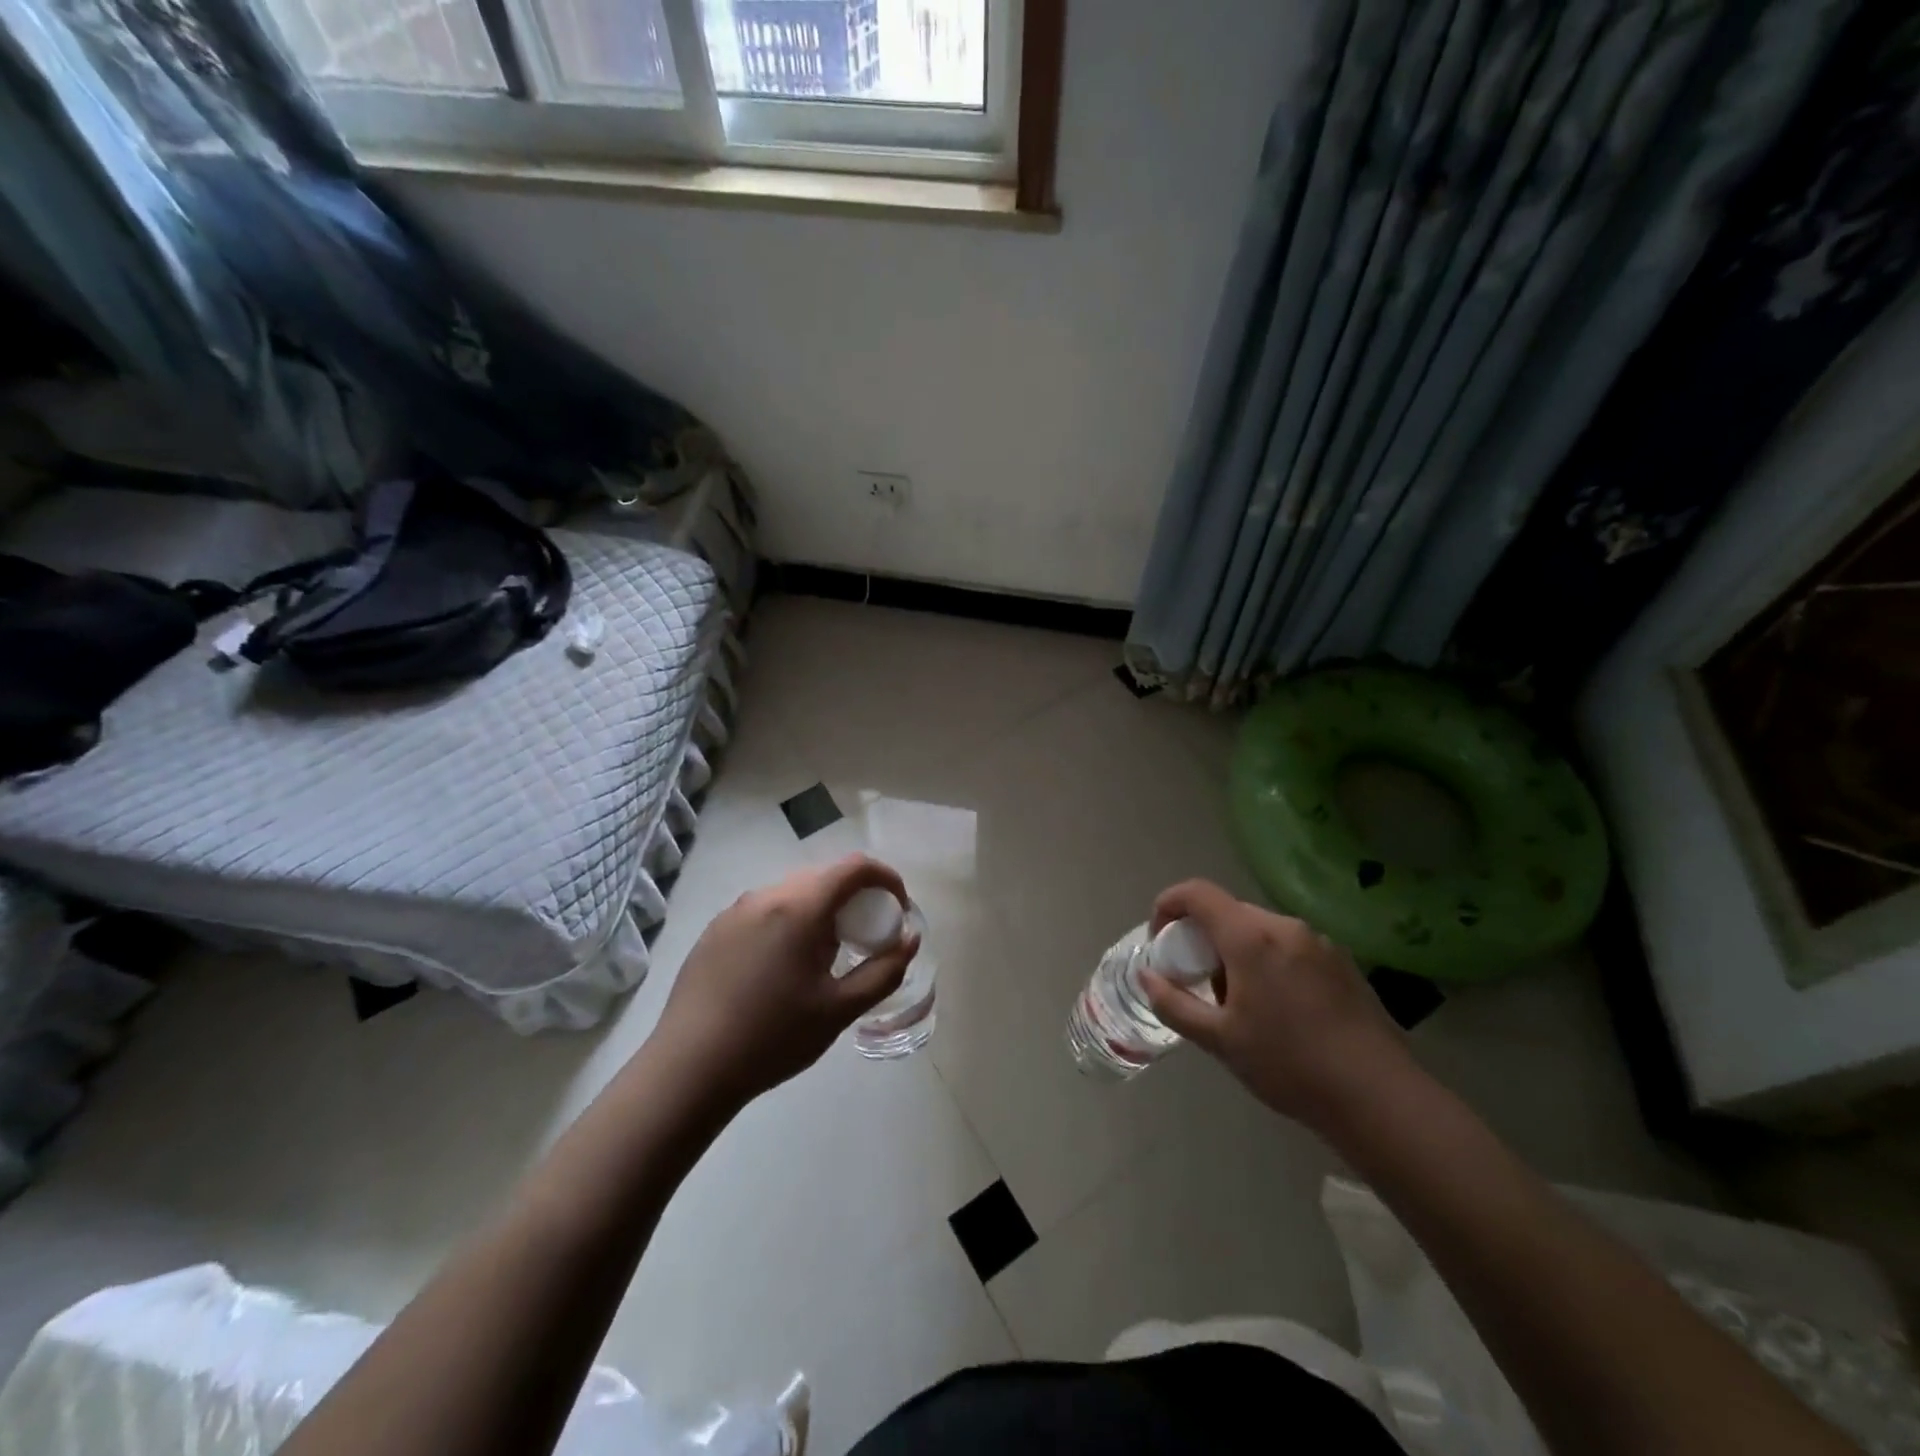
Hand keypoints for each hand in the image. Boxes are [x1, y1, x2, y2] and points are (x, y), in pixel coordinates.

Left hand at [654, 855, 919, 1107]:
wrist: (689, 1068)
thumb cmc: (773, 1037)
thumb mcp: (840, 1010)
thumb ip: (884, 970)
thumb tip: (910, 939)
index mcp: (800, 906)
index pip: (855, 867)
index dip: (886, 879)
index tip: (898, 909)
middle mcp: (767, 895)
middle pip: (824, 876)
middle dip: (855, 897)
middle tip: (866, 937)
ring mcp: (736, 909)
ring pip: (793, 891)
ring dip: (821, 909)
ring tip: (825, 955)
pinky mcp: (716, 929)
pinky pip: (766, 909)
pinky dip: (790, 921)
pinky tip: (783, 966)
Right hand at [1140, 879, 1412, 1131]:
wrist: (1378, 1096)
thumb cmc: (1288, 1064)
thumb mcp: (1219, 1039)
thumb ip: (1174, 1002)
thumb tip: (1146, 975)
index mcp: (1251, 936)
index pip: (1197, 893)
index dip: (1168, 905)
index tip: (1160, 940)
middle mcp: (1285, 925)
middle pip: (1229, 912)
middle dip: (1203, 938)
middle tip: (1198, 981)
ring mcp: (1318, 942)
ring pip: (1260, 930)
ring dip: (1237, 952)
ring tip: (1239, 1002)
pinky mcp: (1342, 962)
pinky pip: (1289, 946)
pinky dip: (1268, 961)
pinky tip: (1278, 1009)